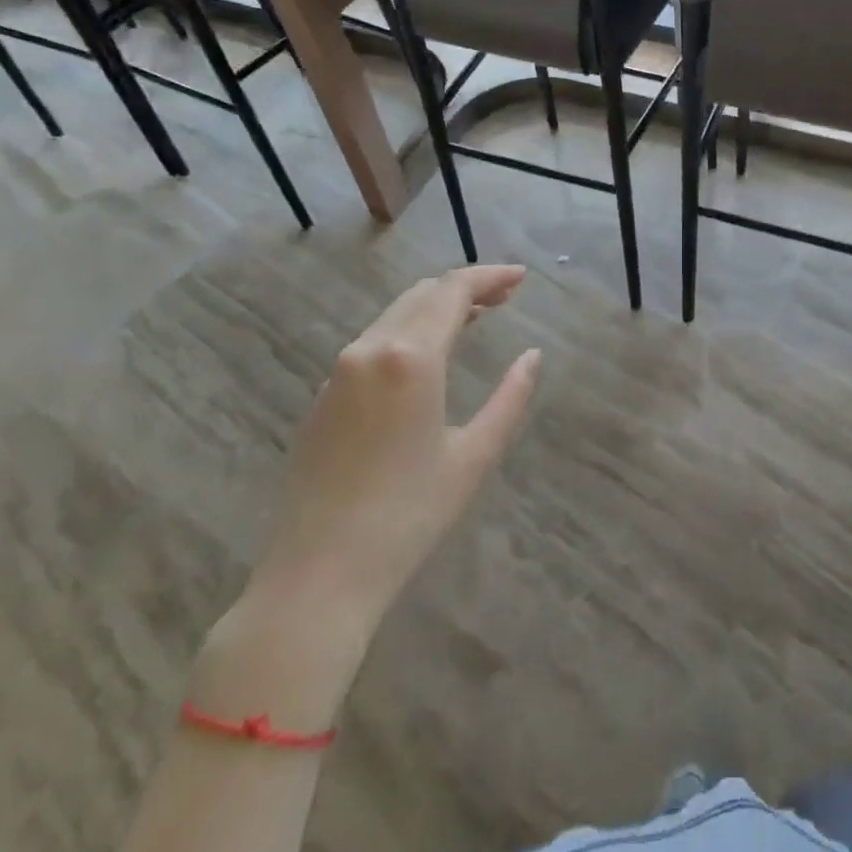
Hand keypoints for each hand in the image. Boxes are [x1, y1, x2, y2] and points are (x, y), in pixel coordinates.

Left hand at [254, 264, 540, 628]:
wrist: (318, 574)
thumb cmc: (409, 516)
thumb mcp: (475, 455)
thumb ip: (510, 397)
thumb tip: (532, 356)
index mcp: (410, 358)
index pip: (453, 291)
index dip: (490, 276)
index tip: (522, 277)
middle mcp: (369, 350)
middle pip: (422, 294)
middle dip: (466, 287)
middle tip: (505, 296)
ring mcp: (338, 371)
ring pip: (395, 315)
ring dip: (436, 307)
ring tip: (476, 317)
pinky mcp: (322, 396)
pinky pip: (373, 341)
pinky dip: (409, 331)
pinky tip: (428, 354)